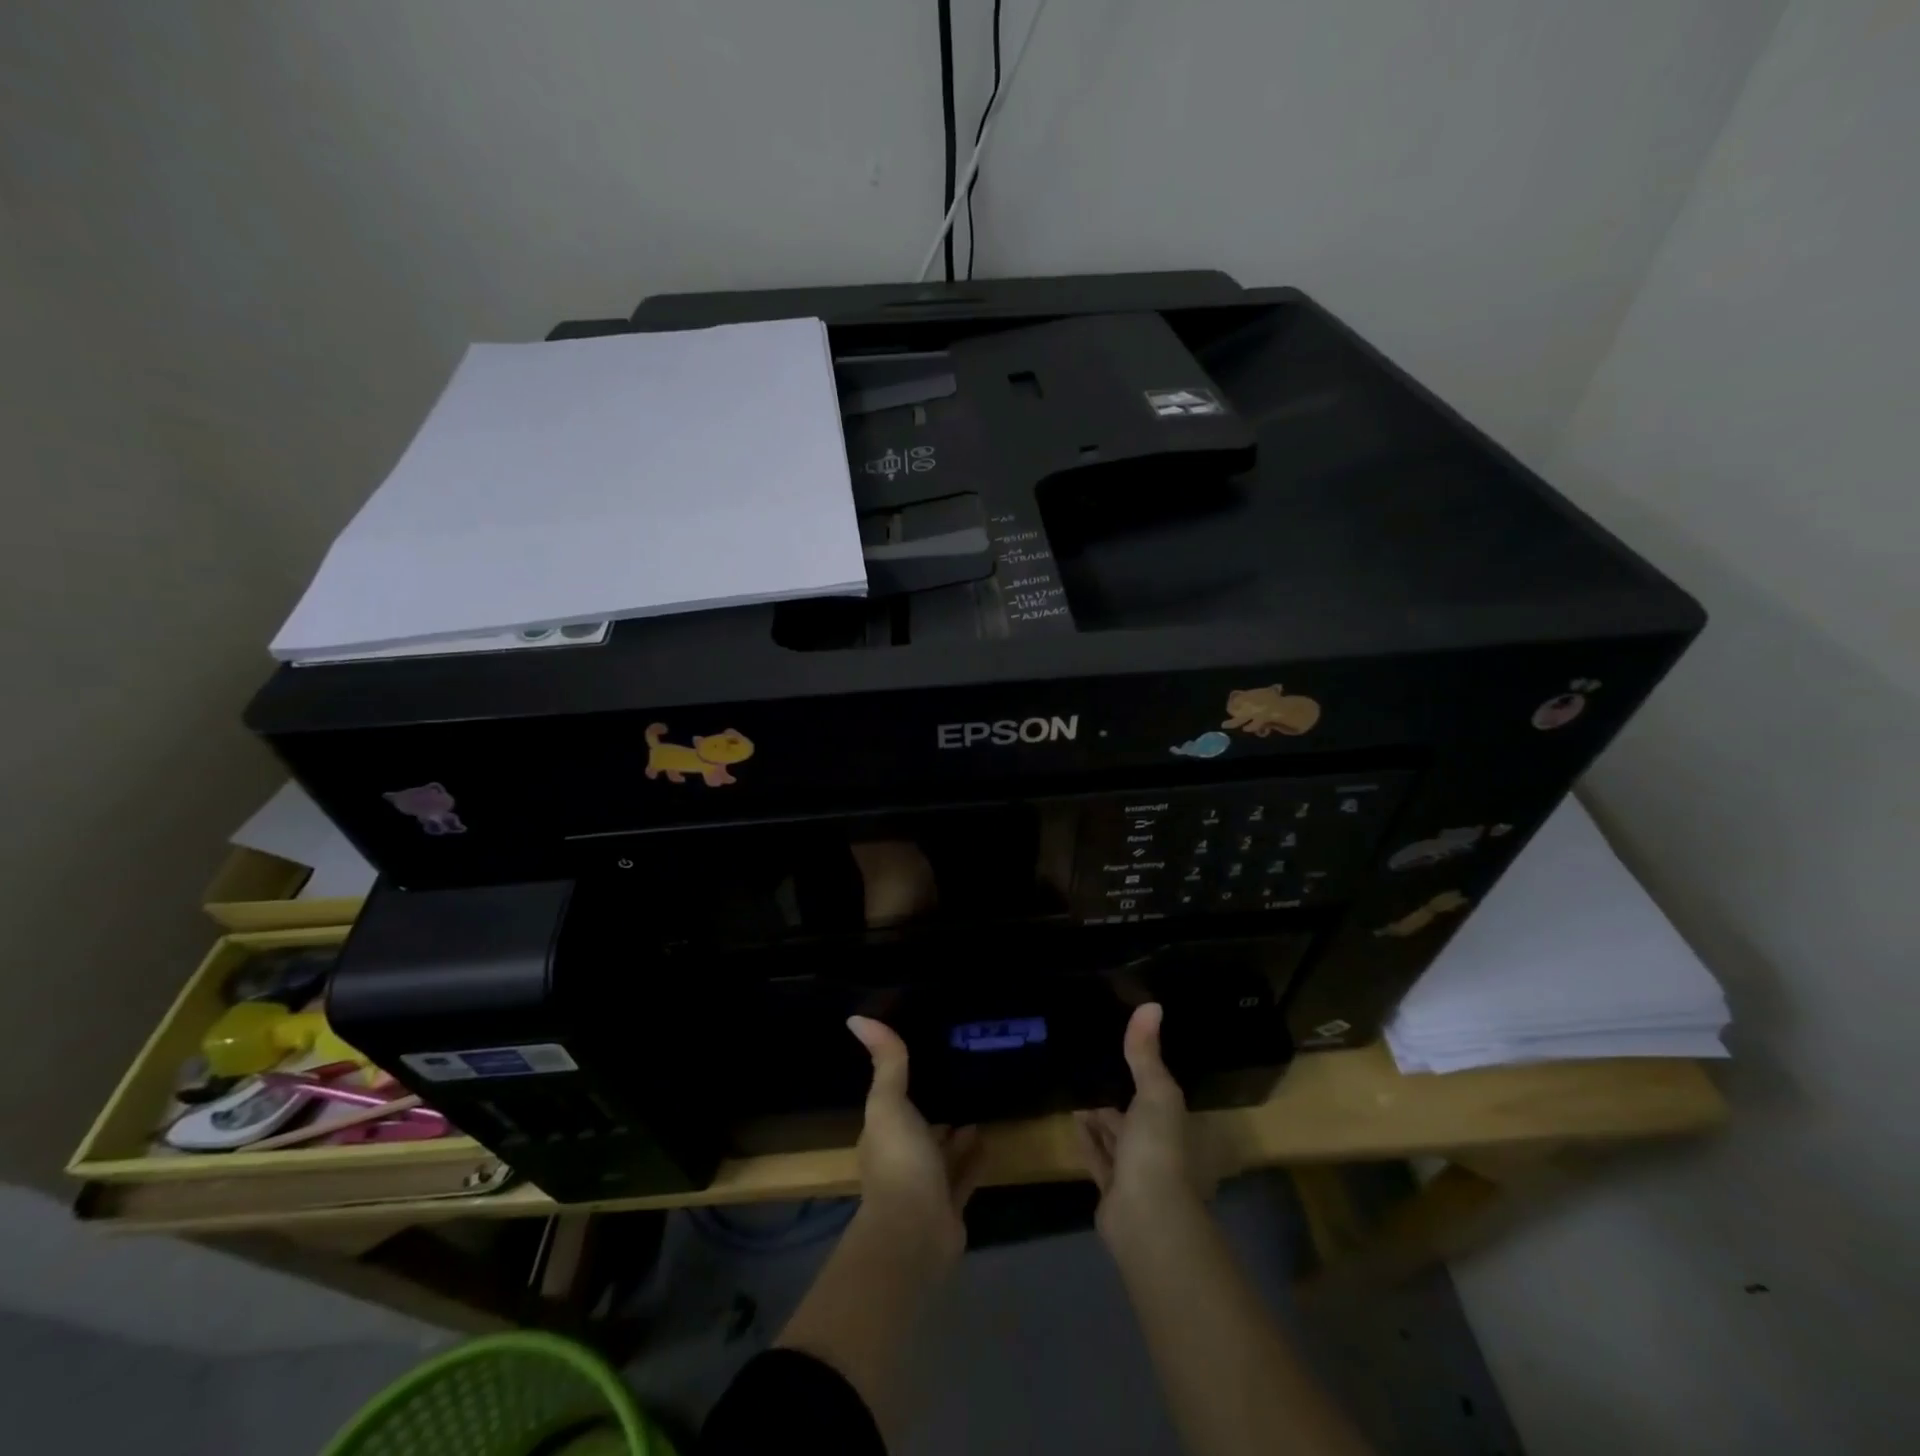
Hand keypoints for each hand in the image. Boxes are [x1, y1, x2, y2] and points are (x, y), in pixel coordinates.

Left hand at [847, 1016, 981, 1258]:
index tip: (925, 1058)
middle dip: (932, 1107)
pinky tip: (988, 1139)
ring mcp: (925, 1185)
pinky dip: (973, 1158)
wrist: (916, 1232)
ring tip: (977, 1105)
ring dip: (955, 1134)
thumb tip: (856, 1018)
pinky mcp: (949, 1206)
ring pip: (942, 1153)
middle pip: (918, 1128)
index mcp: (882, 1134)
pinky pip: (963, 1175)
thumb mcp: (889, 1103)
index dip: (904, 1084)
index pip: (892, 1103)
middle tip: (956, 1078)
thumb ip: (886, 1062)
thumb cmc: (899, 1161)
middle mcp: (901, 1158)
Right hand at [1075, 1003, 1217, 1238]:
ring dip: (1099, 1114)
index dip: (1142, 1068)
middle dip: (1116, 1091)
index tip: (1120, 1043)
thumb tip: (1151, 1004)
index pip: (1157, 1089)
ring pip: (1115, 1134)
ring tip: (1075, 1083)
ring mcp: (1133, 1169)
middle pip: (1135, 1112)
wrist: (1145, 1217)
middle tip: (1090, 1060)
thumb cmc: (1157, 1148)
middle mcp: (1156, 1143)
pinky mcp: (1110, 1188)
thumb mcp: (1155, 1092)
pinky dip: (1087, 1139)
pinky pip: (1097, 1156)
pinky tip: (1072, 1118)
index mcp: (1172, 1121)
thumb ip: (1146, 1053)